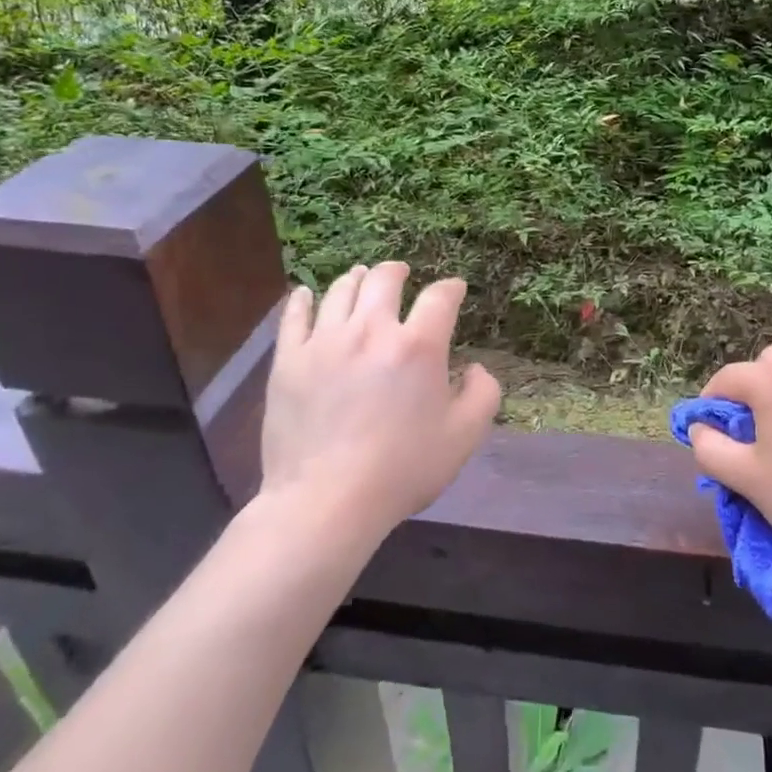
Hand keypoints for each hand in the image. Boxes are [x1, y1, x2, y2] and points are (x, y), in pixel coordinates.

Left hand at [260, 262, 500, 544]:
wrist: (326, 501)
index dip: (451, 288)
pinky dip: (304, 299)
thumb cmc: (403, 469)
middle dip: (398, 271)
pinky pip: (294, 315)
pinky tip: (307, 294)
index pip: (440, 298)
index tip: (454, 290)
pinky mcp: (288, 360)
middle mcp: (371, 331)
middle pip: (384, 280)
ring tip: (361, 279)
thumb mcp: (464, 436)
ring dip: (357, 279)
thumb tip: (475, 369)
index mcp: (418, 346)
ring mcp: (324, 342)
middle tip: (402, 272)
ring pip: (340, 291)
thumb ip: (483, 394)